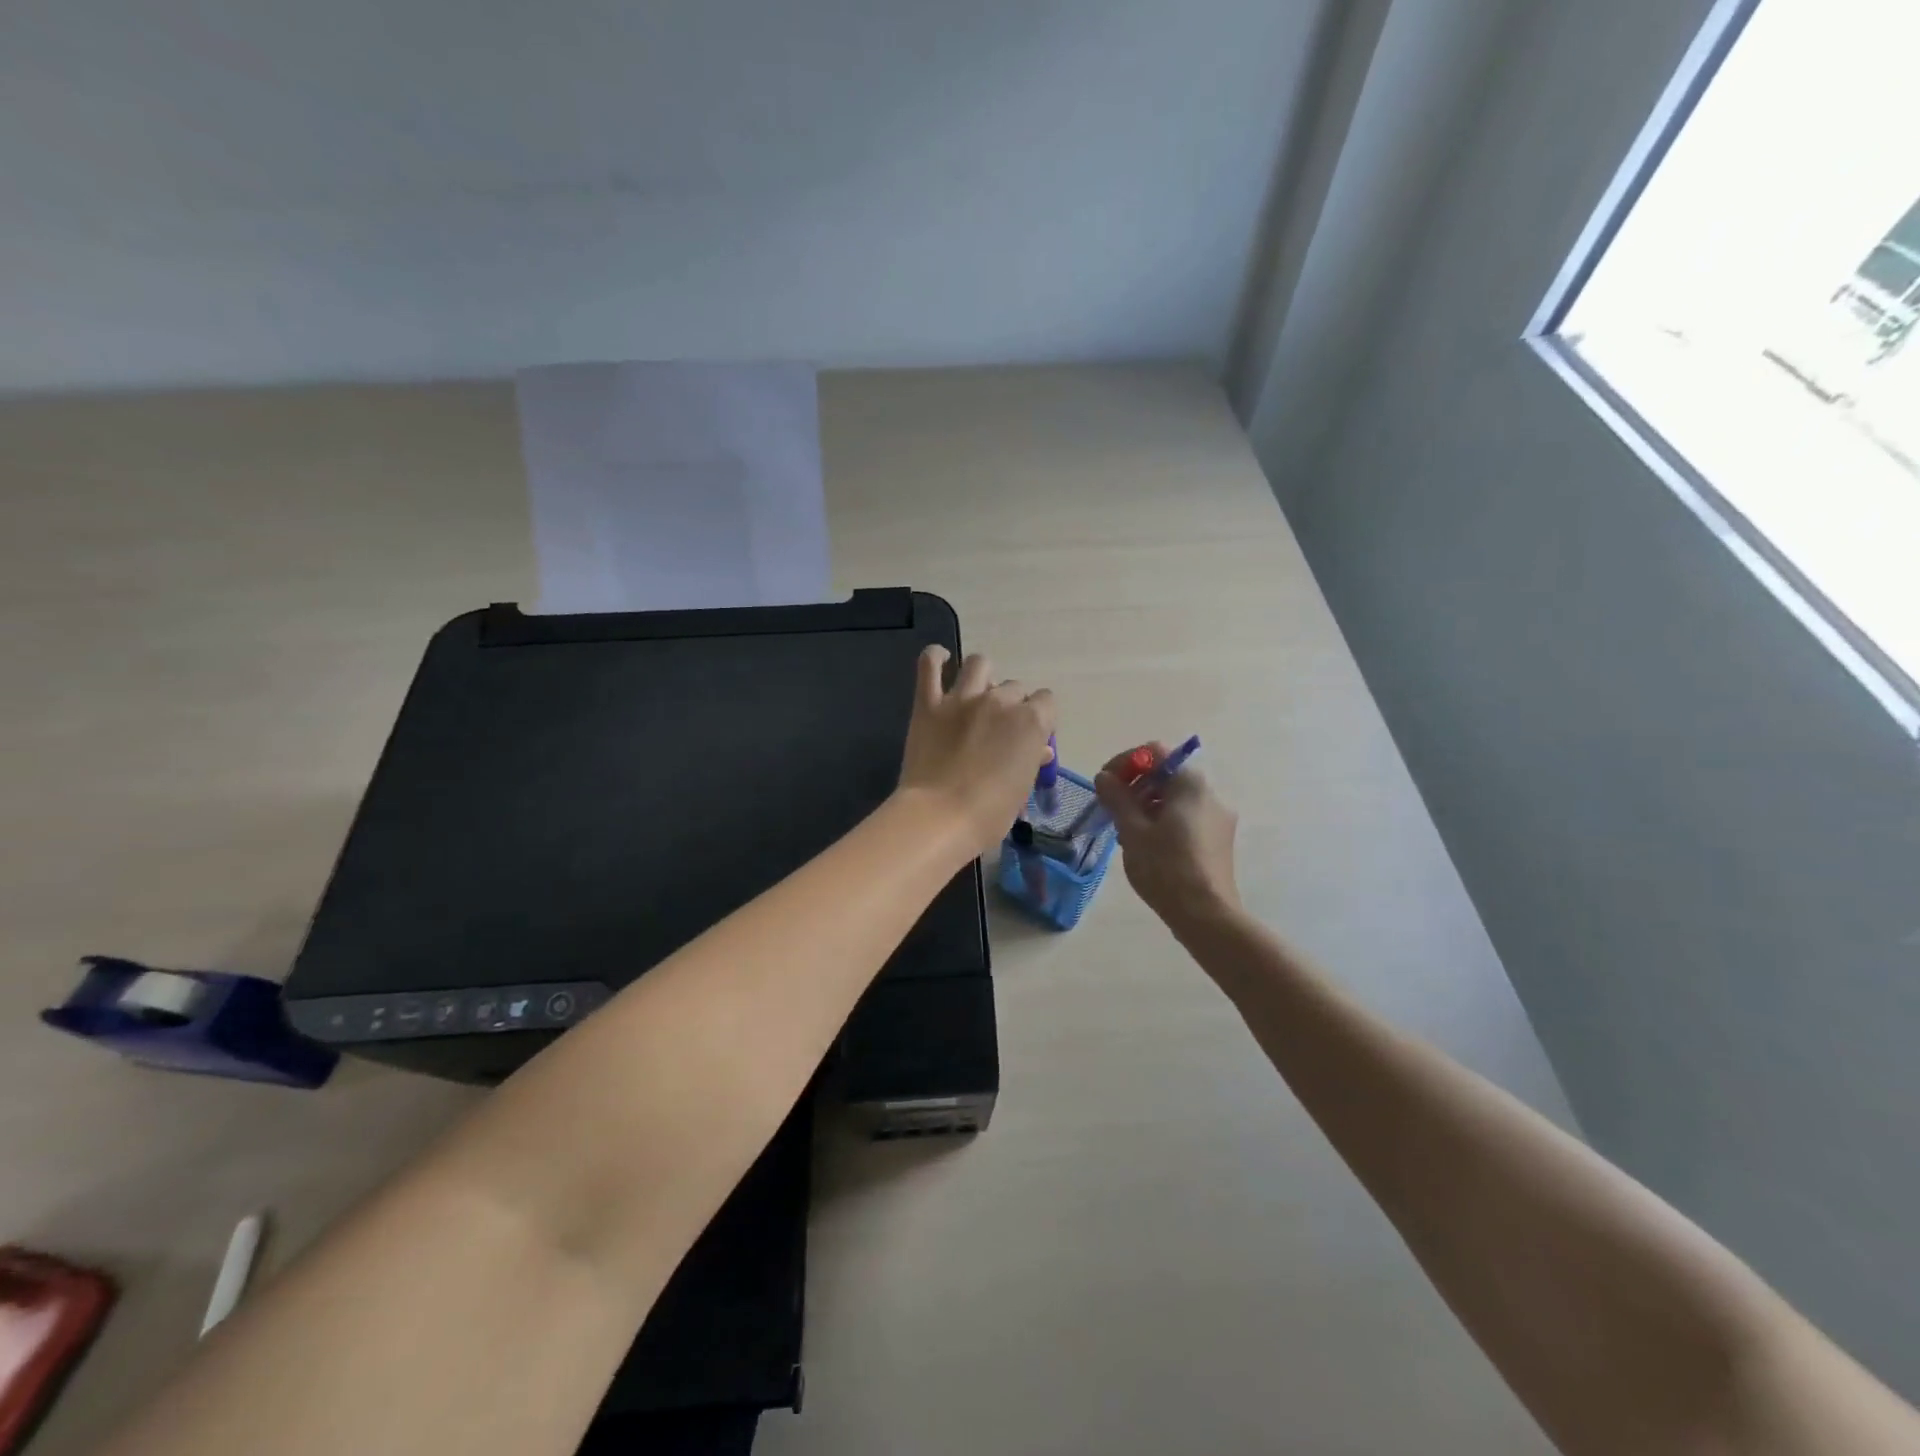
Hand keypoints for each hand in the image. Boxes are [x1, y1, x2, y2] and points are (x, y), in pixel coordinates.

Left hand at [898, 646, 1057, 857]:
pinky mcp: (928, 703)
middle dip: (1011, 704)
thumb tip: (1040, 749)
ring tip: (976, 693)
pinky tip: (940, 661)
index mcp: (1031, 721)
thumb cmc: (989, 814)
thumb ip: (1031, 761)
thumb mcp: (1022, 789)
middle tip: (999, 728)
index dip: (1040, 717)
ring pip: (979, 664)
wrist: (940, 817)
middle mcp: (1000, 701)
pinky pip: (929, 664)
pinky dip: (935, 658)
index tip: (1030, 735)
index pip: (1046, 701)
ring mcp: (962, 698)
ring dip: (982, 676)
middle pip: (1014, 687)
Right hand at [1095, 744, 1240, 926]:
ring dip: (1146, 805)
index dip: (1125, 762)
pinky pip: (1185, 818)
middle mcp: (1210, 794)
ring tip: (1125, 832)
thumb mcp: (1132, 830)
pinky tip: (1146, 847)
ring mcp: (1218, 818)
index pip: (1154, 753)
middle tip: (1111, 809)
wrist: (1206, 915)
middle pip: (1165, 775)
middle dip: (1134, 786)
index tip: (1104, 784)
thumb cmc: (1166, 867)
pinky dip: (1162, 822)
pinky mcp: (1218, 840)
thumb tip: (1104, 777)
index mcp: (1190, 784)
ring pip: (1175, 799)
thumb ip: (1117, 798)